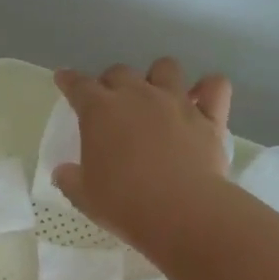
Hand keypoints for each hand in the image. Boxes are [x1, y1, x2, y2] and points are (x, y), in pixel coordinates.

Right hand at [53, 58, 232, 254]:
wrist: (181, 212)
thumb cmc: (123, 204)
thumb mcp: (84, 196)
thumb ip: (70, 179)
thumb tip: (63, 171)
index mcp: (100, 111)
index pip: (78, 85)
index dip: (69, 80)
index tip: (64, 79)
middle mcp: (138, 95)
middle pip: (120, 72)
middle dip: (111, 82)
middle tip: (110, 103)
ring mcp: (176, 102)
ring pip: (166, 67)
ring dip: (157, 77)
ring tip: (155, 95)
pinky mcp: (209, 118)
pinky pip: (215, 86)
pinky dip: (208, 88)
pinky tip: (202, 99)